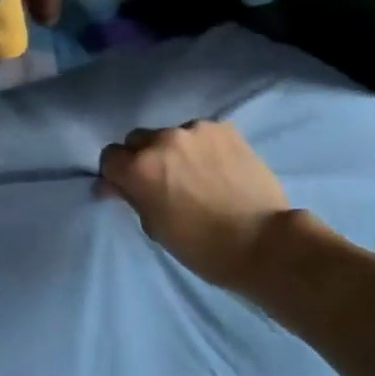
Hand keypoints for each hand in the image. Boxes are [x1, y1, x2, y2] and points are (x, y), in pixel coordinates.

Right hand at [97, 122, 304, 290]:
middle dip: (142, 158)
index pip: (109, 157)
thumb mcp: (156, 228)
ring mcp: (195, 130)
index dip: (117, 174)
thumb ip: (132, 198)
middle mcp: (162, 140)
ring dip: (174, 151)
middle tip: (162, 181)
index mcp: (139, 168)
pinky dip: (202, 148)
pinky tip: (218, 168)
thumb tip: (110, 185)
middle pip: (137, 140)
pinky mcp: (223, 128)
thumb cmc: (203, 247)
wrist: (265, 242)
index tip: (129, 188)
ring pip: (171, 135)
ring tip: (196, 174)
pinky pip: (201, 134)